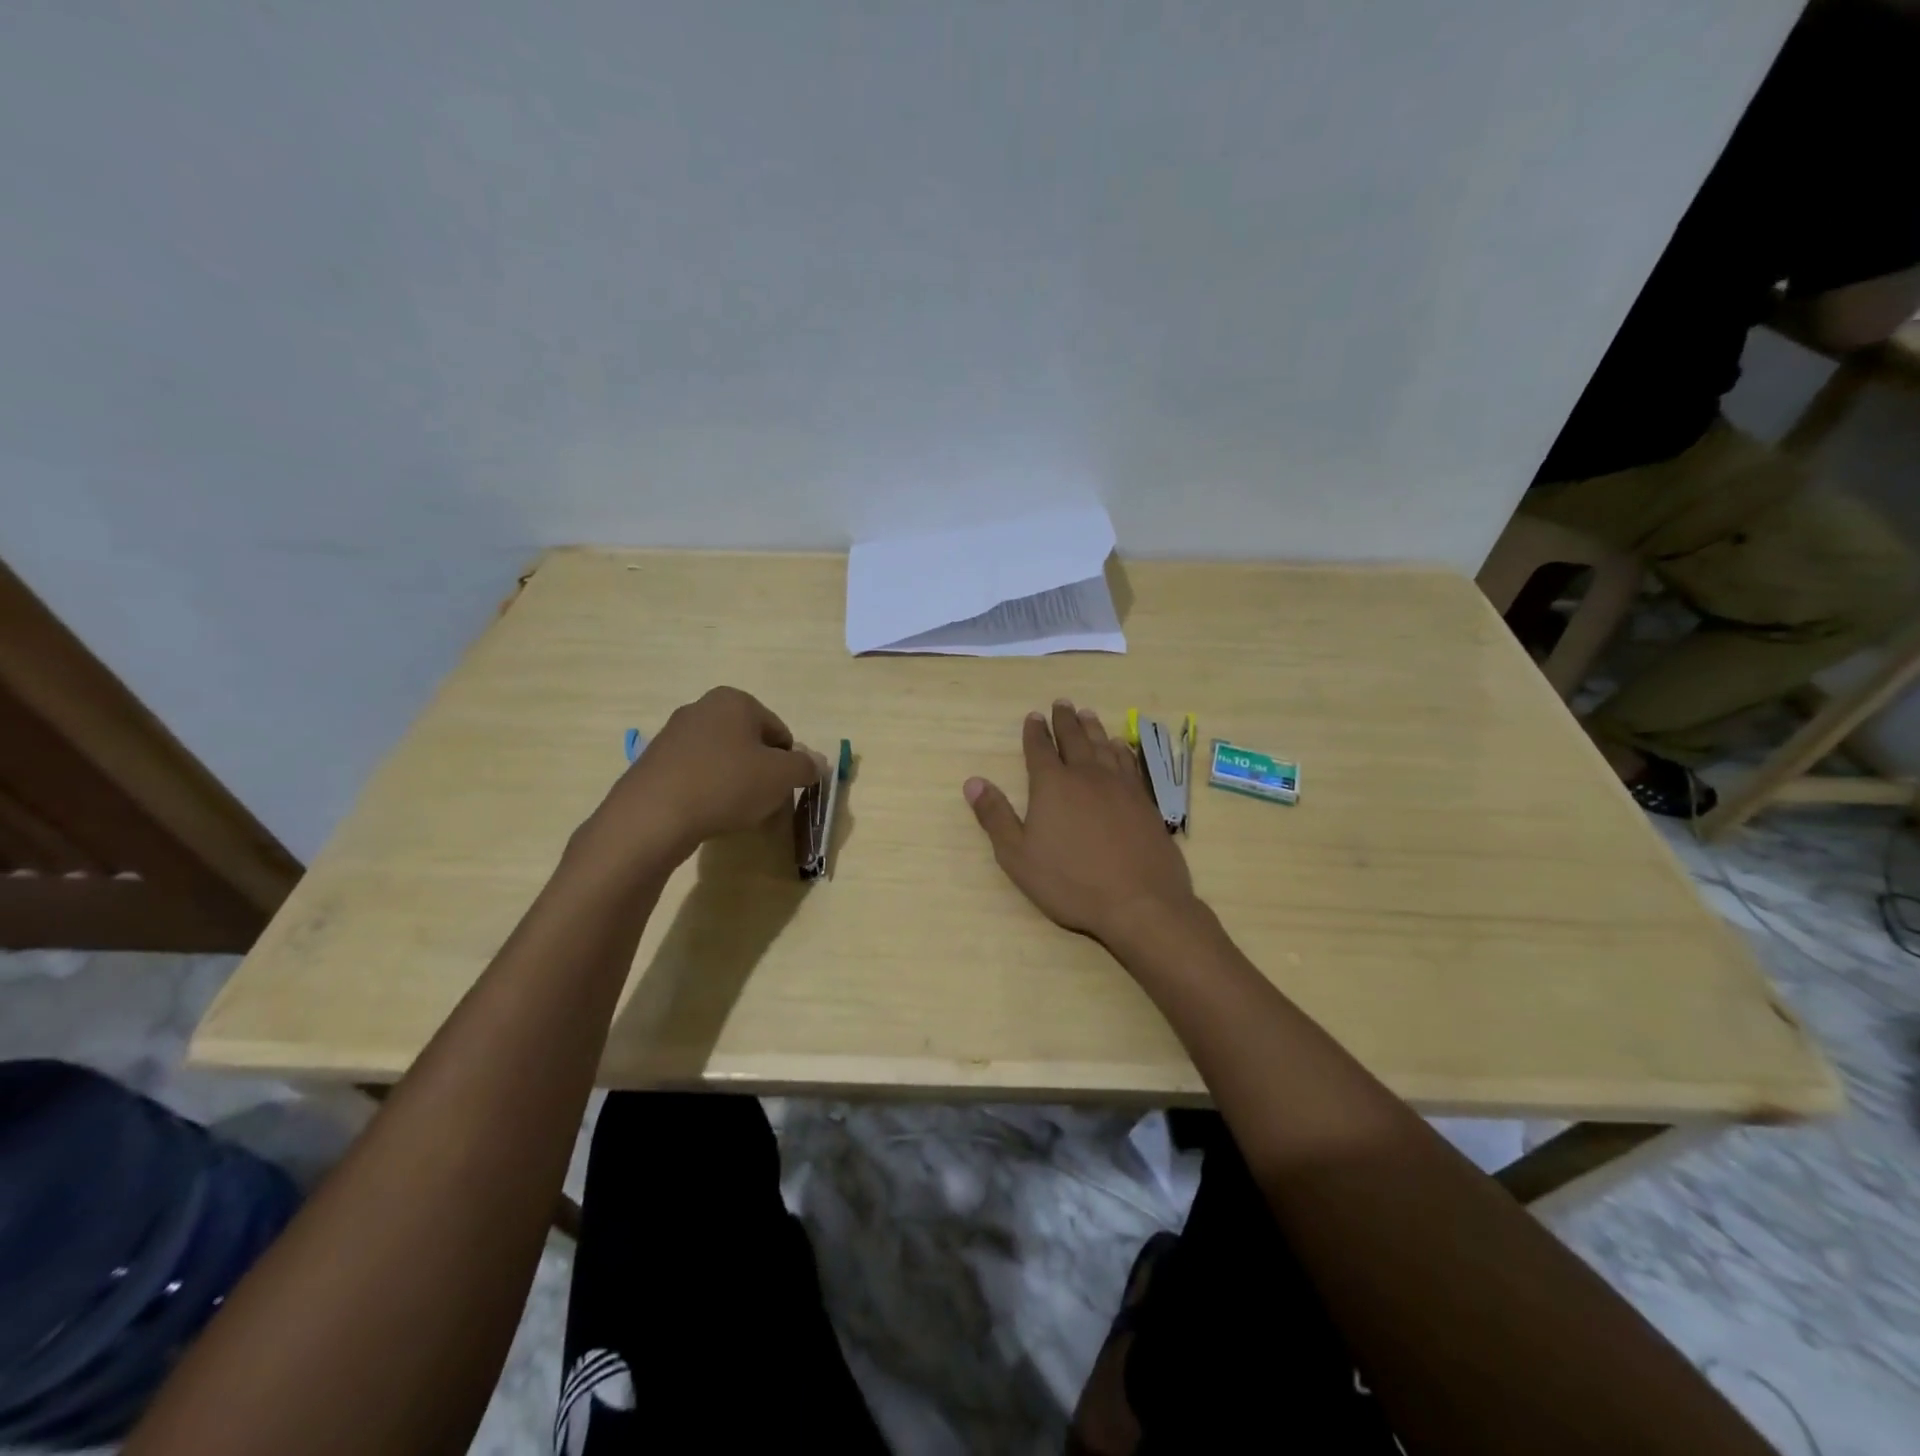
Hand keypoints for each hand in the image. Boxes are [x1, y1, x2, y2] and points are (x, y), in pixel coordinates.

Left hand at [581, 687, 820, 873]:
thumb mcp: (781, 776)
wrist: (653, 816)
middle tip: (763, 803)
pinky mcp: (654, 762)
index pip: (779, 732)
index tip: (783, 790)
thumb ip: (806, 767)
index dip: (788, 764)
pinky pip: (695, 775)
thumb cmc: (727, 784)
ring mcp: (673, 734)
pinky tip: (706, 814)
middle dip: (761, 772)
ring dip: (735, 783)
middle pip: (749, 744)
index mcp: (735, 701)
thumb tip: (819, 763)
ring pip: (722, 760)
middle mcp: (702, 708)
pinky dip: (707, 792)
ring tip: (734, 813)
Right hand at [964, 701, 1198, 943]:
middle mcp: (1087, 776)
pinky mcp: (1144, 801)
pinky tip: (1120, 746)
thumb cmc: (1071, 882)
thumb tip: (973, 782)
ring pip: (1103, 746)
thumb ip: (995, 816)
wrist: (1139, 901)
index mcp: (1053, 785)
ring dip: (1092, 728)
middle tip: (1061, 703)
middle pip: (1074, 739)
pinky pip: (1129, 763)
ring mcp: (1120, 786)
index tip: (1033, 717)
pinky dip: (1121, 749)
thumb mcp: (1018, 856)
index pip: (1040, 749)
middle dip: (1064, 720)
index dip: (1035, 732)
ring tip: (1087, 714)